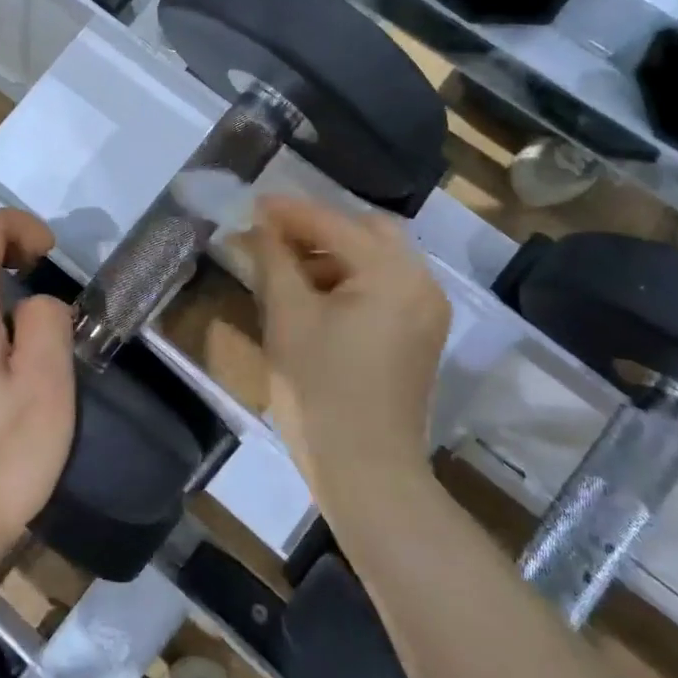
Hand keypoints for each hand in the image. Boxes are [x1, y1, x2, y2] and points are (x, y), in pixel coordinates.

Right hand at [241, 196, 449, 503]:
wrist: (368, 474)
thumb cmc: (321, 391)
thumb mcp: (287, 318)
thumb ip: (273, 260)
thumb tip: (258, 227)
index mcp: (393, 273)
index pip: (334, 224)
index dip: (289, 212)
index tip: (251, 203)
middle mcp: (421, 282)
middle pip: (366, 232)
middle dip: (317, 229)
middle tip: (273, 236)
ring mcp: (426, 311)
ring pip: (376, 260)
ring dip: (332, 255)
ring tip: (285, 268)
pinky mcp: (420, 336)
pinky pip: (383, 288)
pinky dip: (349, 281)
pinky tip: (314, 297)